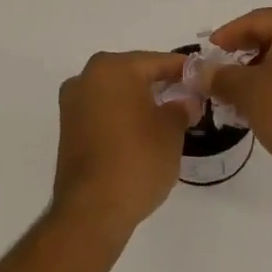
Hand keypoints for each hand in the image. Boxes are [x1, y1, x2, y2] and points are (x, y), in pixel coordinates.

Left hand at [51, 51, 191, 239]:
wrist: (93, 210)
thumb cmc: (138, 159)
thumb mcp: (171, 130)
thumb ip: (181, 107)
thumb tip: (185, 102)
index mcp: (113, 68)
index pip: (157, 61)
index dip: (183, 70)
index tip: (204, 78)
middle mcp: (86, 78)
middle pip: (133, 73)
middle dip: (160, 83)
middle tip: (188, 96)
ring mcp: (72, 104)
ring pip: (116, 92)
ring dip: (140, 100)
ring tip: (168, 116)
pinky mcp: (68, 129)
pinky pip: (103, 111)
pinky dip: (123, 115)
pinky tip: (143, 131)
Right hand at [206, 8, 271, 184]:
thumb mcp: (246, 91)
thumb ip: (219, 76)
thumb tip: (199, 71)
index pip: (256, 20)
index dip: (228, 35)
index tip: (208, 51)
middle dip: (244, 55)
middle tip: (220, 72)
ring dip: (261, 72)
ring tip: (236, 94)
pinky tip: (261, 105)